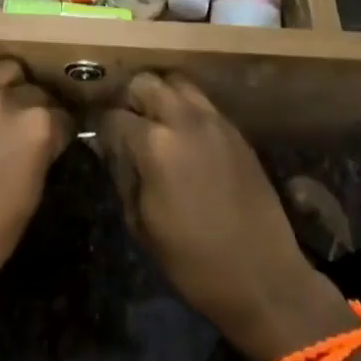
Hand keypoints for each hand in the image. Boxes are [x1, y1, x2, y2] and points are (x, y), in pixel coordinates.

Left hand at [0, 61, 72, 330]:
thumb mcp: (30, 199)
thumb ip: (40, 155)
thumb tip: (44, 142)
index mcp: (35, 126)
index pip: (62, 115)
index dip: (60, 132)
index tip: (55, 142)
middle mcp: (2, 100)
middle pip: (32, 88)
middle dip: (34, 106)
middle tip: (25, 129)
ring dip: (4, 89)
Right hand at [96, 73, 347, 360]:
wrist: (263, 278)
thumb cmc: (193, 260)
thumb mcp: (141, 223)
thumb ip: (122, 174)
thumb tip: (110, 148)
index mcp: (155, 145)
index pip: (113, 115)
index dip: (99, 125)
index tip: (97, 136)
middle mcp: (184, 121)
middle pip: (145, 82)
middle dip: (128, 98)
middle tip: (123, 122)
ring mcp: (215, 122)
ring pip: (177, 82)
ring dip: (159, 95)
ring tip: (153, 121)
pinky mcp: (236, 131)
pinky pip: (202, 103)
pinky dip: (185, 108)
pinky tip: (182, 135)